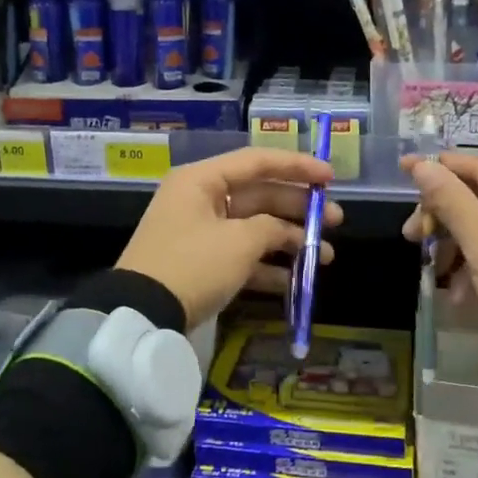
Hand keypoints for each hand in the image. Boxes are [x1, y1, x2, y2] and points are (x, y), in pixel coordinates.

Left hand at [117, 147, 341, 328]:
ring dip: (289, 240)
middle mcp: (201, 200)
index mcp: (202, 181)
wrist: (142, 315)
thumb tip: (283, 231)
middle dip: (299, 209)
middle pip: (259, 195)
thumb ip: (270, 228)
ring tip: (325, 256)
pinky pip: (241, 256)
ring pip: (254, 228)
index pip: (257, 162)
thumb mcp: (239, 242)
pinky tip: (297, 280)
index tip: (330, 177)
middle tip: (335, 220)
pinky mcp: (201, 264)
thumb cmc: (193, 265)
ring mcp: (200, 233)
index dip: (297, 166)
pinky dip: (267, 266)